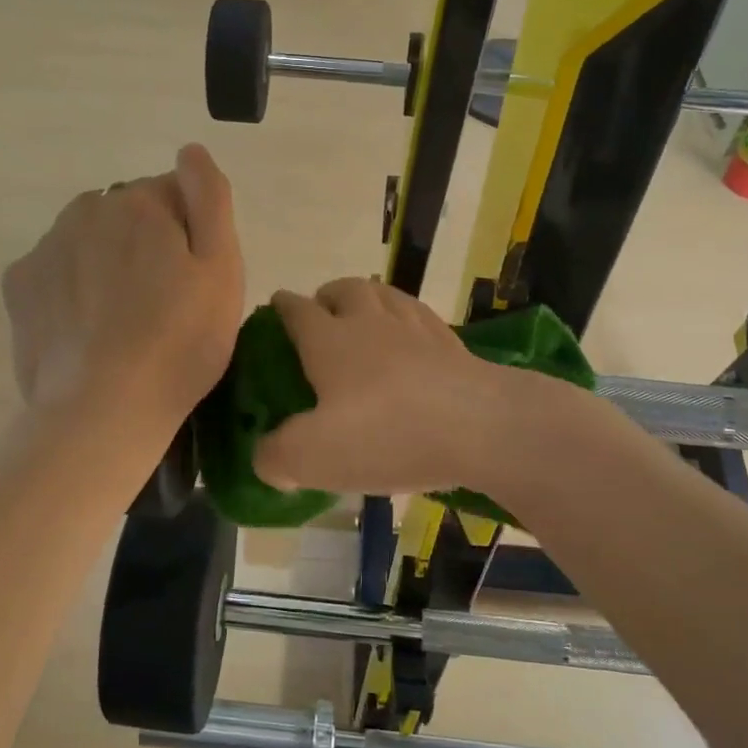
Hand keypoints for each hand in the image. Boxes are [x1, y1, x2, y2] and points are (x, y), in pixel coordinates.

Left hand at [2, 144, 243, 431]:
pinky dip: (71, 289)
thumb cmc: (180, 341)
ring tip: (122, 322)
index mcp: (141, 202)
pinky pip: (56, 271)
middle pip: (129, 215)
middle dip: (146, 244)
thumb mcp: (222, 269)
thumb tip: (191, 151)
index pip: (176, 195)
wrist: (104, 409)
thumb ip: (211, 199)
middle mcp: (87, 210)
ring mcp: (46, 246)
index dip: (191, 236)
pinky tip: (86, 330)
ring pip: (89, 241)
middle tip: (162, 305)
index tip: (194, 282)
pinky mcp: (19, 286)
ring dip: (107, 264)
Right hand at [253, 277, 502, 494]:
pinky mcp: (453, 345)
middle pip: (345, 289)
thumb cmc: (386, 435)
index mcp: (330, 341)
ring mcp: (417, 329)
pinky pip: (421, 317)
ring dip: (368, 299)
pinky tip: (412, 339)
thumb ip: (276, 457)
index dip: (282, 306)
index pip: (297, 310)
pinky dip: (407, 320)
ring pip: (385, 295)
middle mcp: (371, 323)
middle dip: (328, 295)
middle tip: (323, 315)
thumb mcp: (313, 457)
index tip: (276, 305)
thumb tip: (267, 457)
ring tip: (365, 318)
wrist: (480, 427)